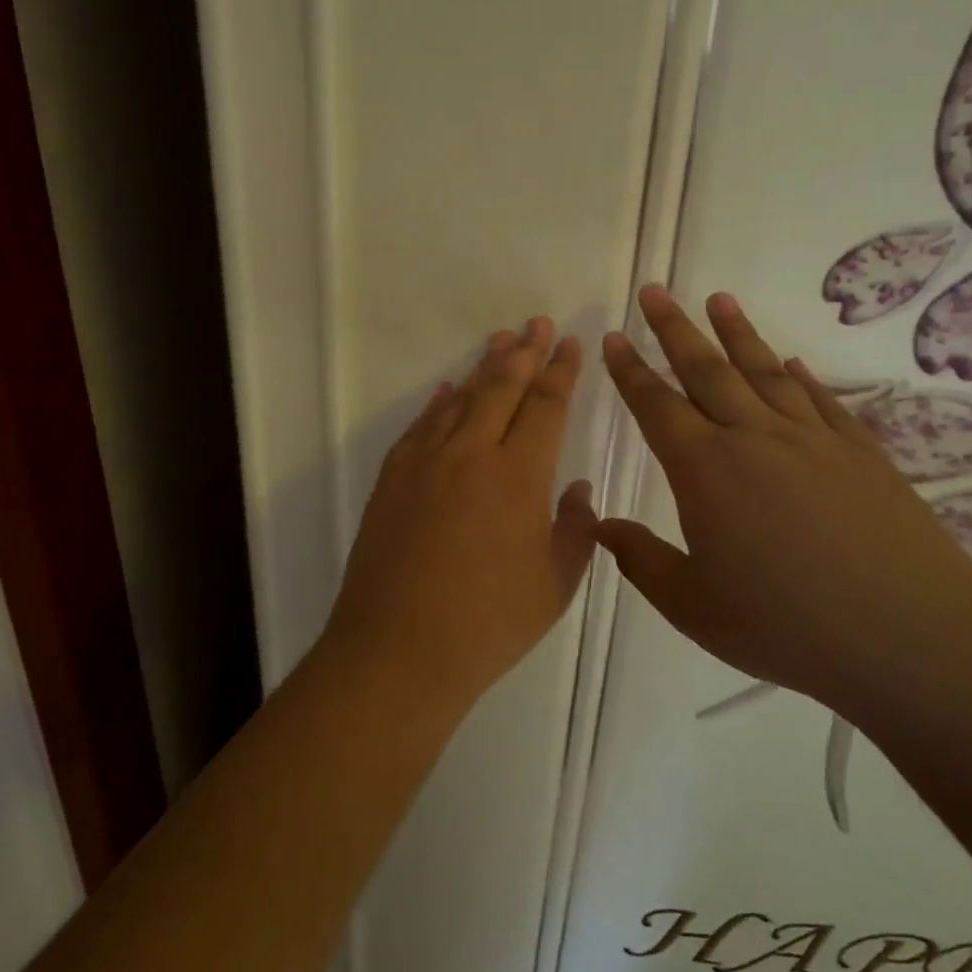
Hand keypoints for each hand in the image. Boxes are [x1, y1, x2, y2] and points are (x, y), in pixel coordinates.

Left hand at [323, 317, 597, 712]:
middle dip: (524, 352)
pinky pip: (421, 426)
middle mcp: (471, 454)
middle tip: (537, 323)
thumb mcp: (554, 585)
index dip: (560, 372)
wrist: (398, 648)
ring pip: (460, 399)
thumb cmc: (488, 624)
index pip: (545, 406)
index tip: (569, 344)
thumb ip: (574, 530)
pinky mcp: (393, 478)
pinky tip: (449, 390)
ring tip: (500, 342)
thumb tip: (578, 489)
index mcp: (519, 476)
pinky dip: (439, 403)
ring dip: (483, 368)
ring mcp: (425, 462)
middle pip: (501, 388)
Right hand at [596, 286, 971, 708]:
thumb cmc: (788, 626)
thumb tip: (600, 524)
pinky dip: (800, 375)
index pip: (656, 405)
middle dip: (674, 328)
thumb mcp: (694, 606)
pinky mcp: (860, 452)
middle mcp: (754, 437)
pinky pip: (820, 399)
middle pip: (706, 369)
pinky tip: (792, 361)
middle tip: (654, 292)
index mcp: (705, 469)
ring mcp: (812, 439)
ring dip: (736, 333)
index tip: (614, 336)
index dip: (630, 370)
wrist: (912, 637)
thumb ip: (641, 560)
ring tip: (718, 299)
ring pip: (764, 371)